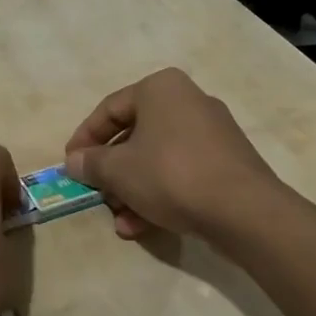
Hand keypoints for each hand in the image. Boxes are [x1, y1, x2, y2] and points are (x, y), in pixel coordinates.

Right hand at [63, 69, 290, 239]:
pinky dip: (159, 195)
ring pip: (157, 158)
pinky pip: (182, 172)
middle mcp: (188, 101)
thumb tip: (73, 162)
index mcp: (160, 88)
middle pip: (134, 135)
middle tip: (97, 195)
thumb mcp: (118, 170)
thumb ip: (91, 163)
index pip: (109, 109)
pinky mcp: (228, 163)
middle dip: (112, 172)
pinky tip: (143, 227)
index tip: (70, 165)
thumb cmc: (171, 174)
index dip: (84, 139)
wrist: (245, 212)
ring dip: (133, 190)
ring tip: (120, 221)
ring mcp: (212, 132)